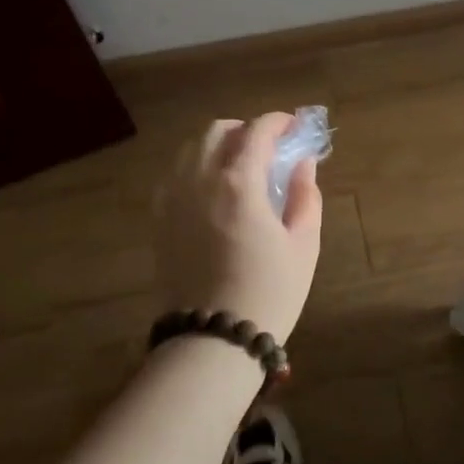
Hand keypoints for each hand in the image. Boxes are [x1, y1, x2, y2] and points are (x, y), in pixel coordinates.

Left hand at [153, 113, 324, 344]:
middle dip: (245, 129)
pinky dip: (196, 167)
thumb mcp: (303, 245)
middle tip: (267, 147)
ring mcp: (172, 198)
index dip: (278, 121)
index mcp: (238, 182)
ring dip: (218, 145)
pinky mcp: (158, 219)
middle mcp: (199, 179)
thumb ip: (305, 195)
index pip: (257, 131)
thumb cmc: (268, 292)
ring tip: (239, 166)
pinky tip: (212, 190)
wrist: (211, 341)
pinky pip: (175, 174)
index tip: (293, 126)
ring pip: (191, 149)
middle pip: (217, 130)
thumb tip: (302, 163)